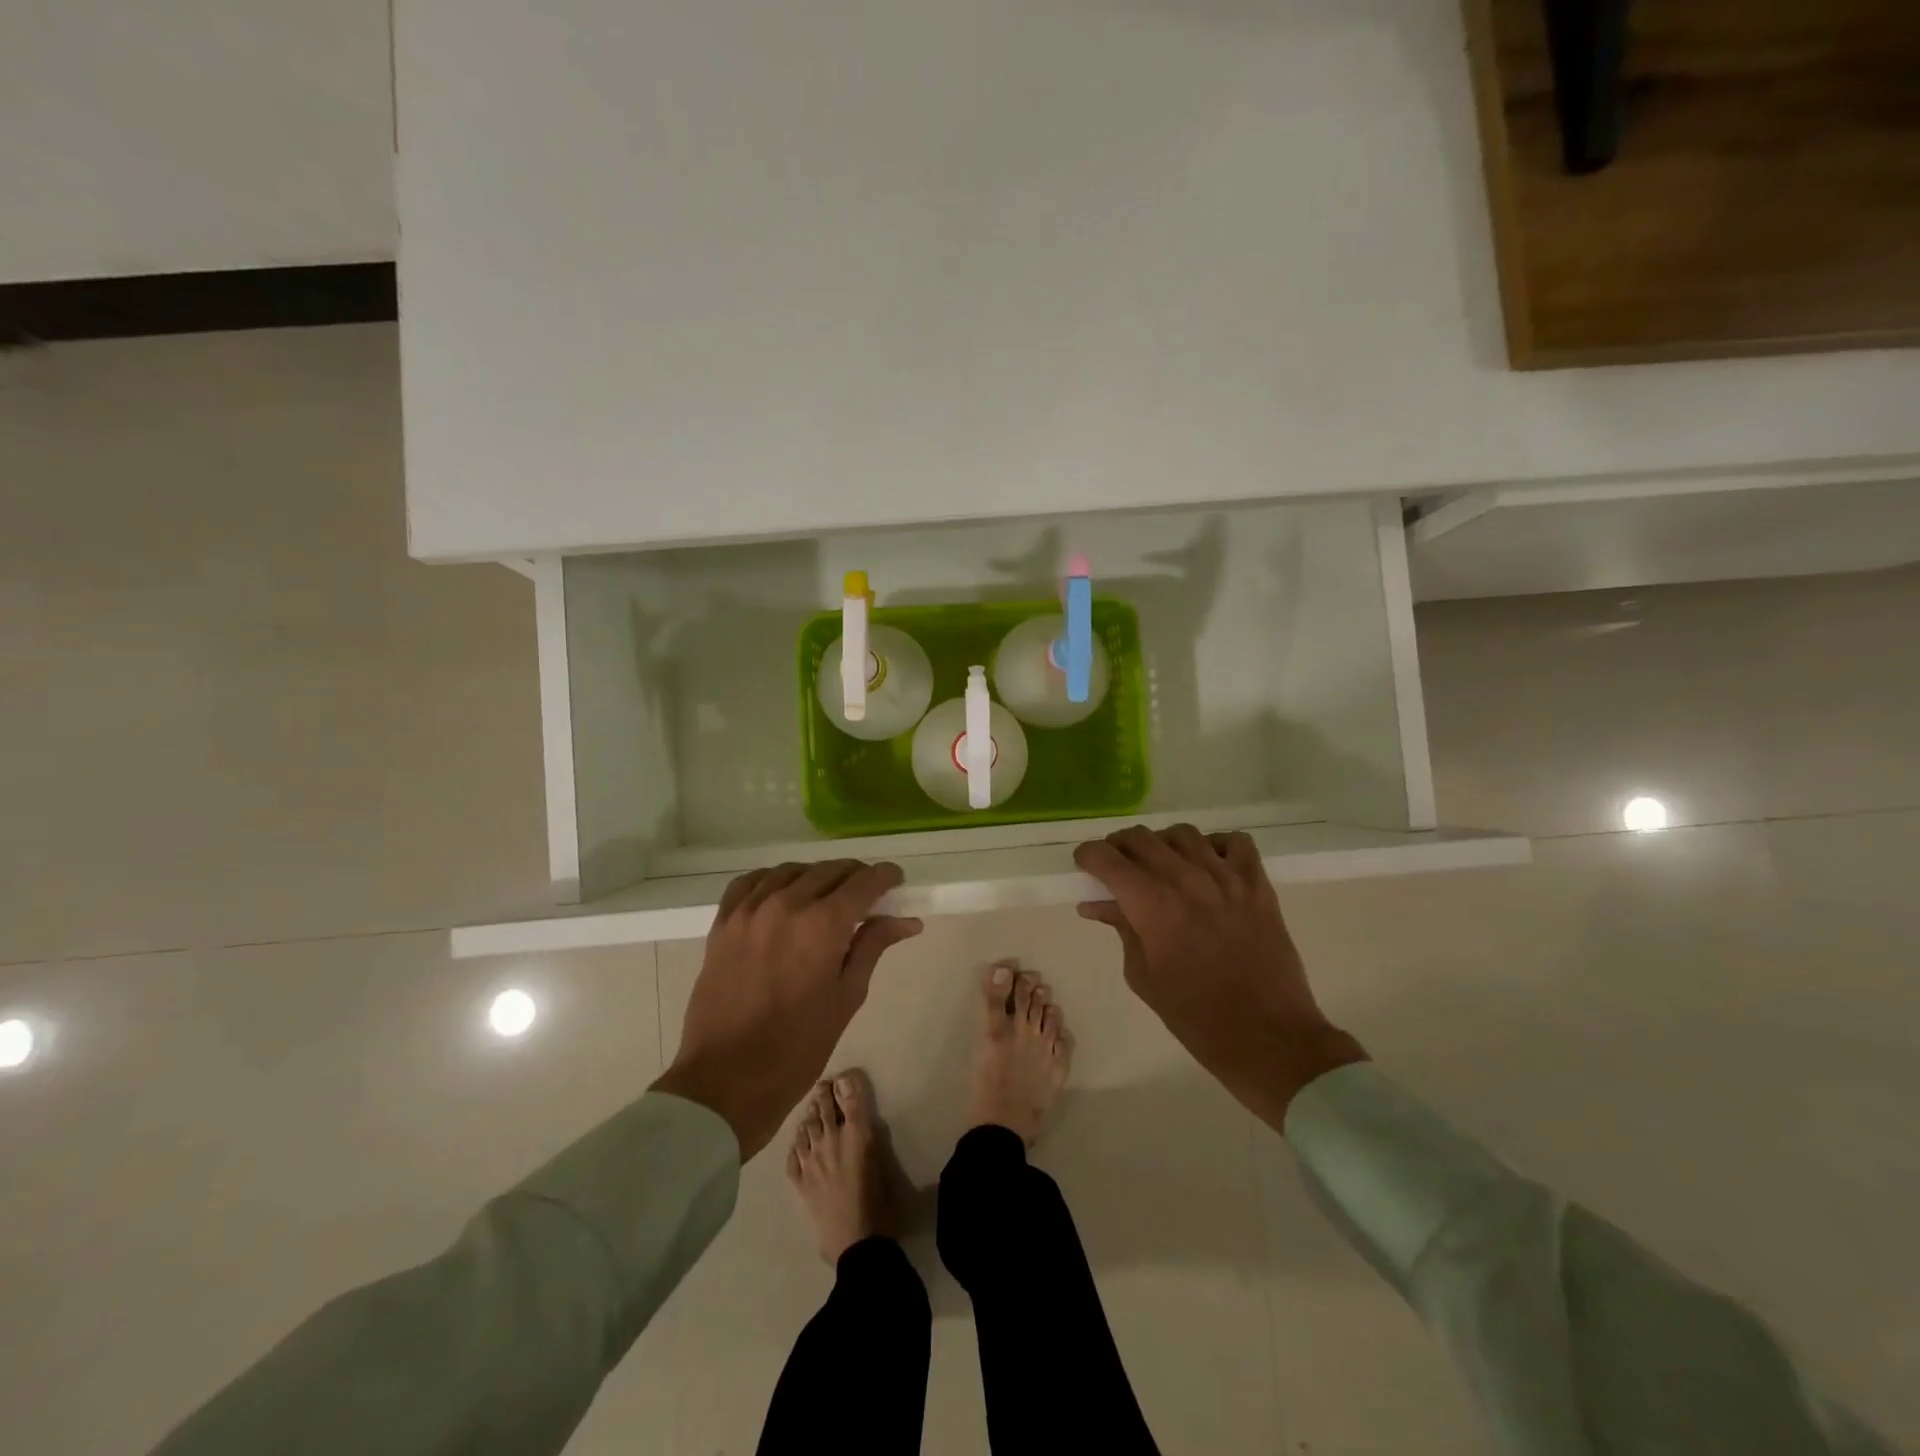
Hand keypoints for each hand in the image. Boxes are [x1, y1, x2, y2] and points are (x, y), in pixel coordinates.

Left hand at [651, 860, 921, 1158]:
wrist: (726, 1081)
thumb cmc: (797, 1048)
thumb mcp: (846, 997)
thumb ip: (872, 947)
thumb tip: (906, 920)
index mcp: (822, 925)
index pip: (864, 881)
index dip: (886, 877)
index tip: (896, 882)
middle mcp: (786, 904)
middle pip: (830, 870)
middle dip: (855, 877)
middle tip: (868, 897)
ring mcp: (749, 910)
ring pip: (792, 871)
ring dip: (817, 877)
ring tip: (827, 897)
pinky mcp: (723, 923)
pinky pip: (751, 882)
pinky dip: (773, 880)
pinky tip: (783, 895)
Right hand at [1074, 825, 1366, 1128]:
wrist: (1268, 1038)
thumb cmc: (1195, 1017)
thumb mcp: (1143, 976)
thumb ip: (1122, 929)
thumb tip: (1097, 903)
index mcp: (1153, 906)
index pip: (1107, 858)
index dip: (1088, 856)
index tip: (1085, 864)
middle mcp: (1187, 880)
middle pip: (1141, 838)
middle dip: (1119, 846)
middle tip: (1116, 866)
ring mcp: (1227, 879)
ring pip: (1183, 834)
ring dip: (1163, 843)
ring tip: (1161, 864)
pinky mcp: (1259, 886)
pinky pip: (1235, 841)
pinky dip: (1215, 844)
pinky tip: (1208, 864)